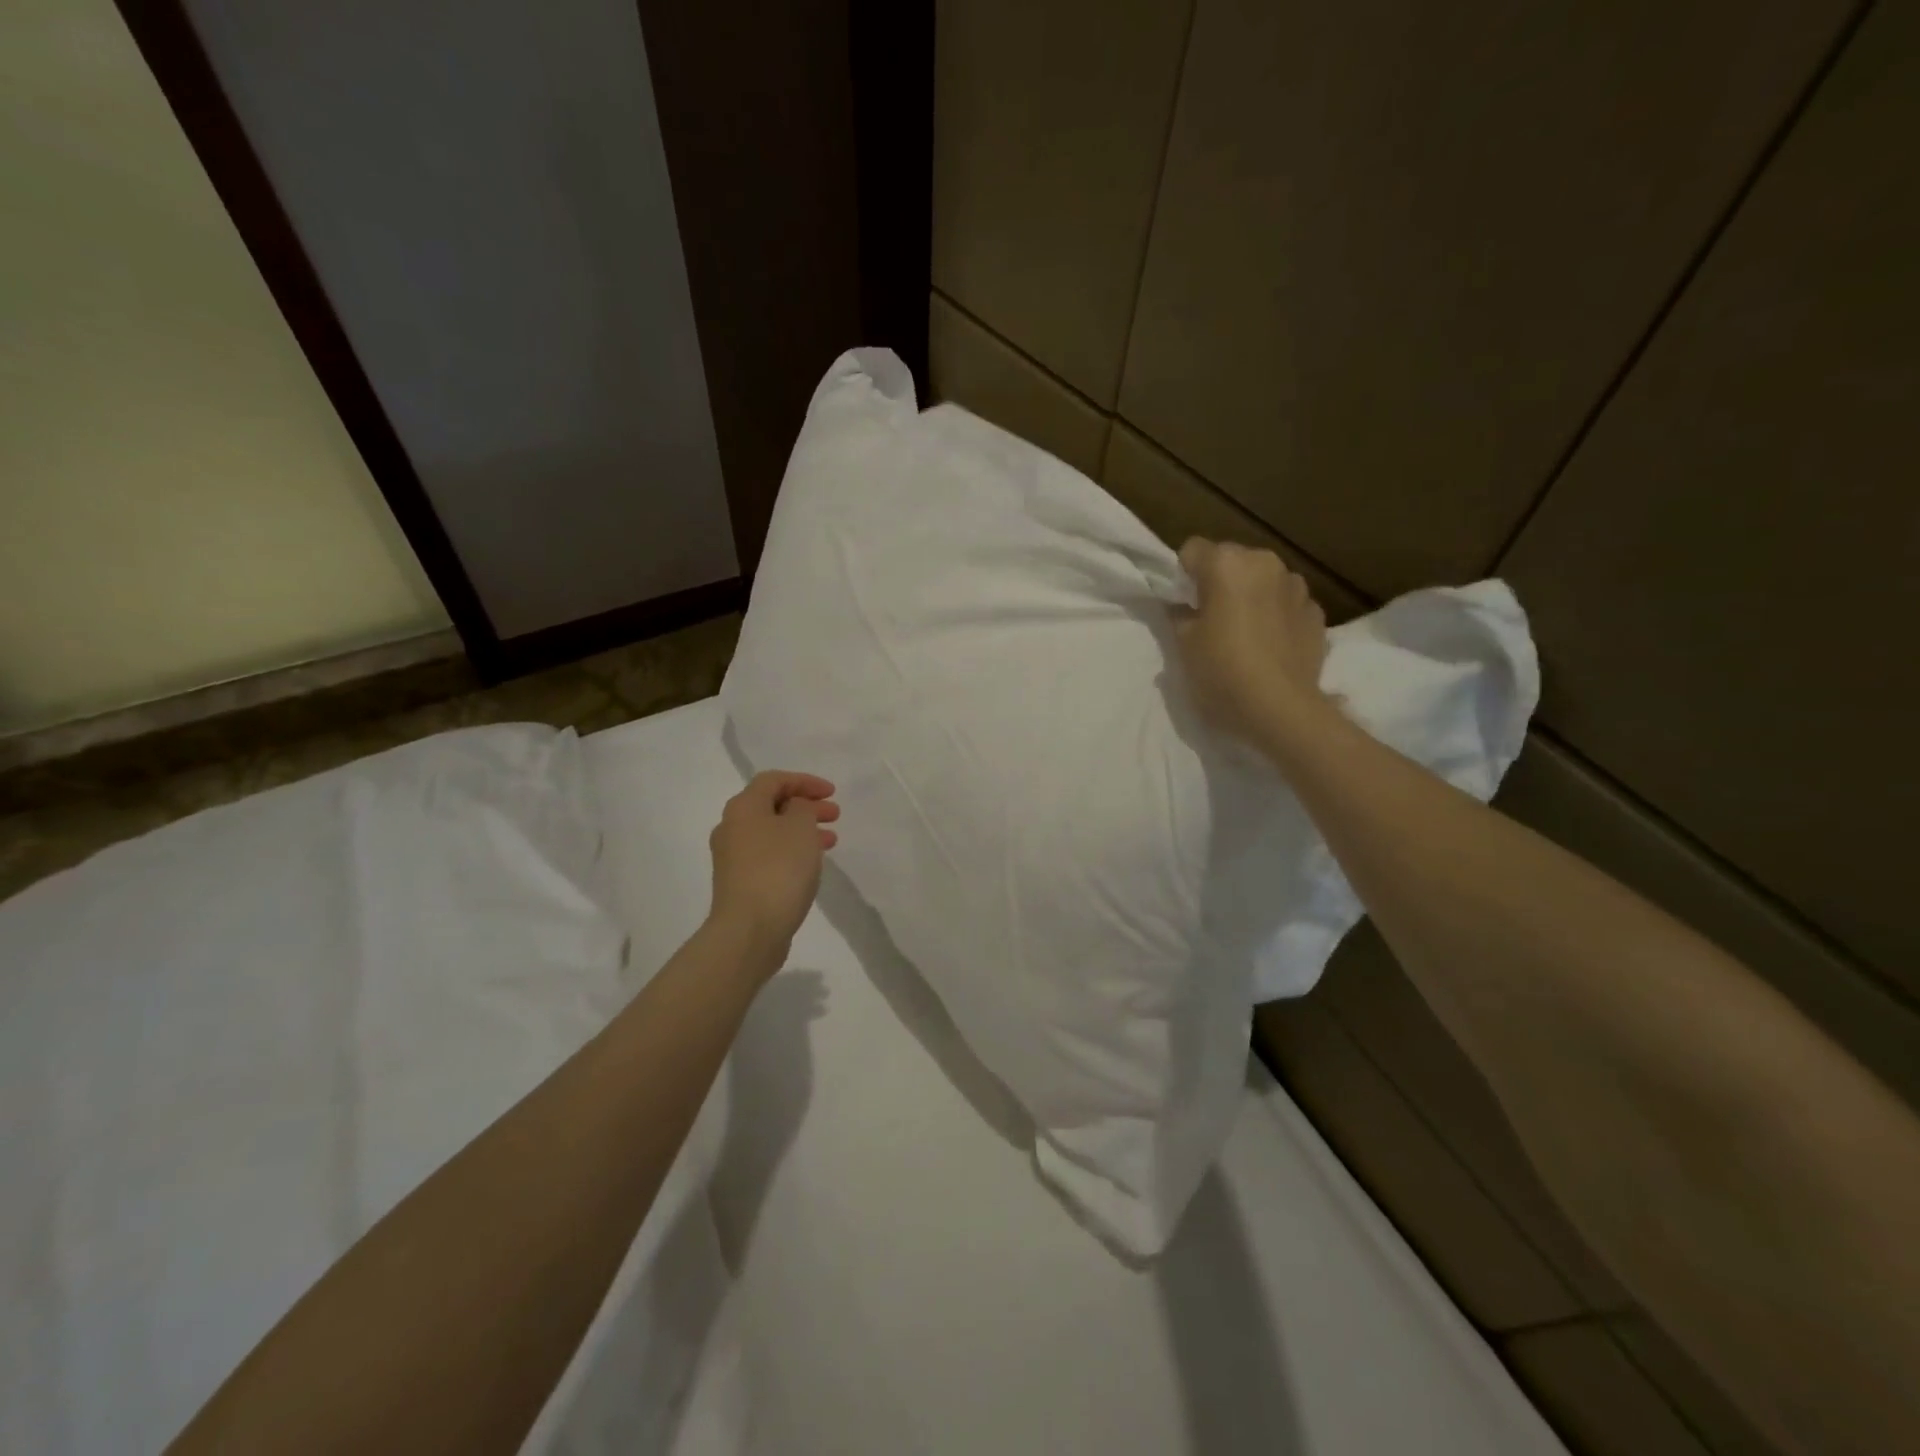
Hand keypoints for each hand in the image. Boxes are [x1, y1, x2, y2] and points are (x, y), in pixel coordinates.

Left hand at [707, 771, 839, 965]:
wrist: (749, 930)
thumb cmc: (778, 869)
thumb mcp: (800, 827)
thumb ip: (802, 808)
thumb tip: (794, 810)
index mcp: (743, 807)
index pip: (774, 780)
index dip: (805, 781)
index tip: (832, 793)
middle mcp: (732, 827)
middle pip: (772, 805)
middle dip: (806, 806)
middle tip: (835, 815)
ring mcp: (733, 858)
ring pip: (772, 832)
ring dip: (802, 830)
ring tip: (831, 841)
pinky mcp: (740, 883)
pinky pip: (769, 855)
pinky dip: (792, 852)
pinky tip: (810, 864)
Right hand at [1175, 538, 1329, 745]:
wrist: (1280, 710)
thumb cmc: (1222, 673)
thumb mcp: (1183, 646)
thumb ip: (1180, 615)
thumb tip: (1183, 606)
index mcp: (1227, 564)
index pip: (1192, 550)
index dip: (1183, 576)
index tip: (1183, 604)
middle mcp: (1265, 563)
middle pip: (1232, 560)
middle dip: (1220, 582)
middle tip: (1212, 620)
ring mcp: (1297, 586)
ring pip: (1263, 580)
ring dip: (1252, 596)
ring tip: (1245, 634)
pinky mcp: (1317, 612)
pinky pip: (1287, 604)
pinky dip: (1276, 615)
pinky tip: (1271, 646)